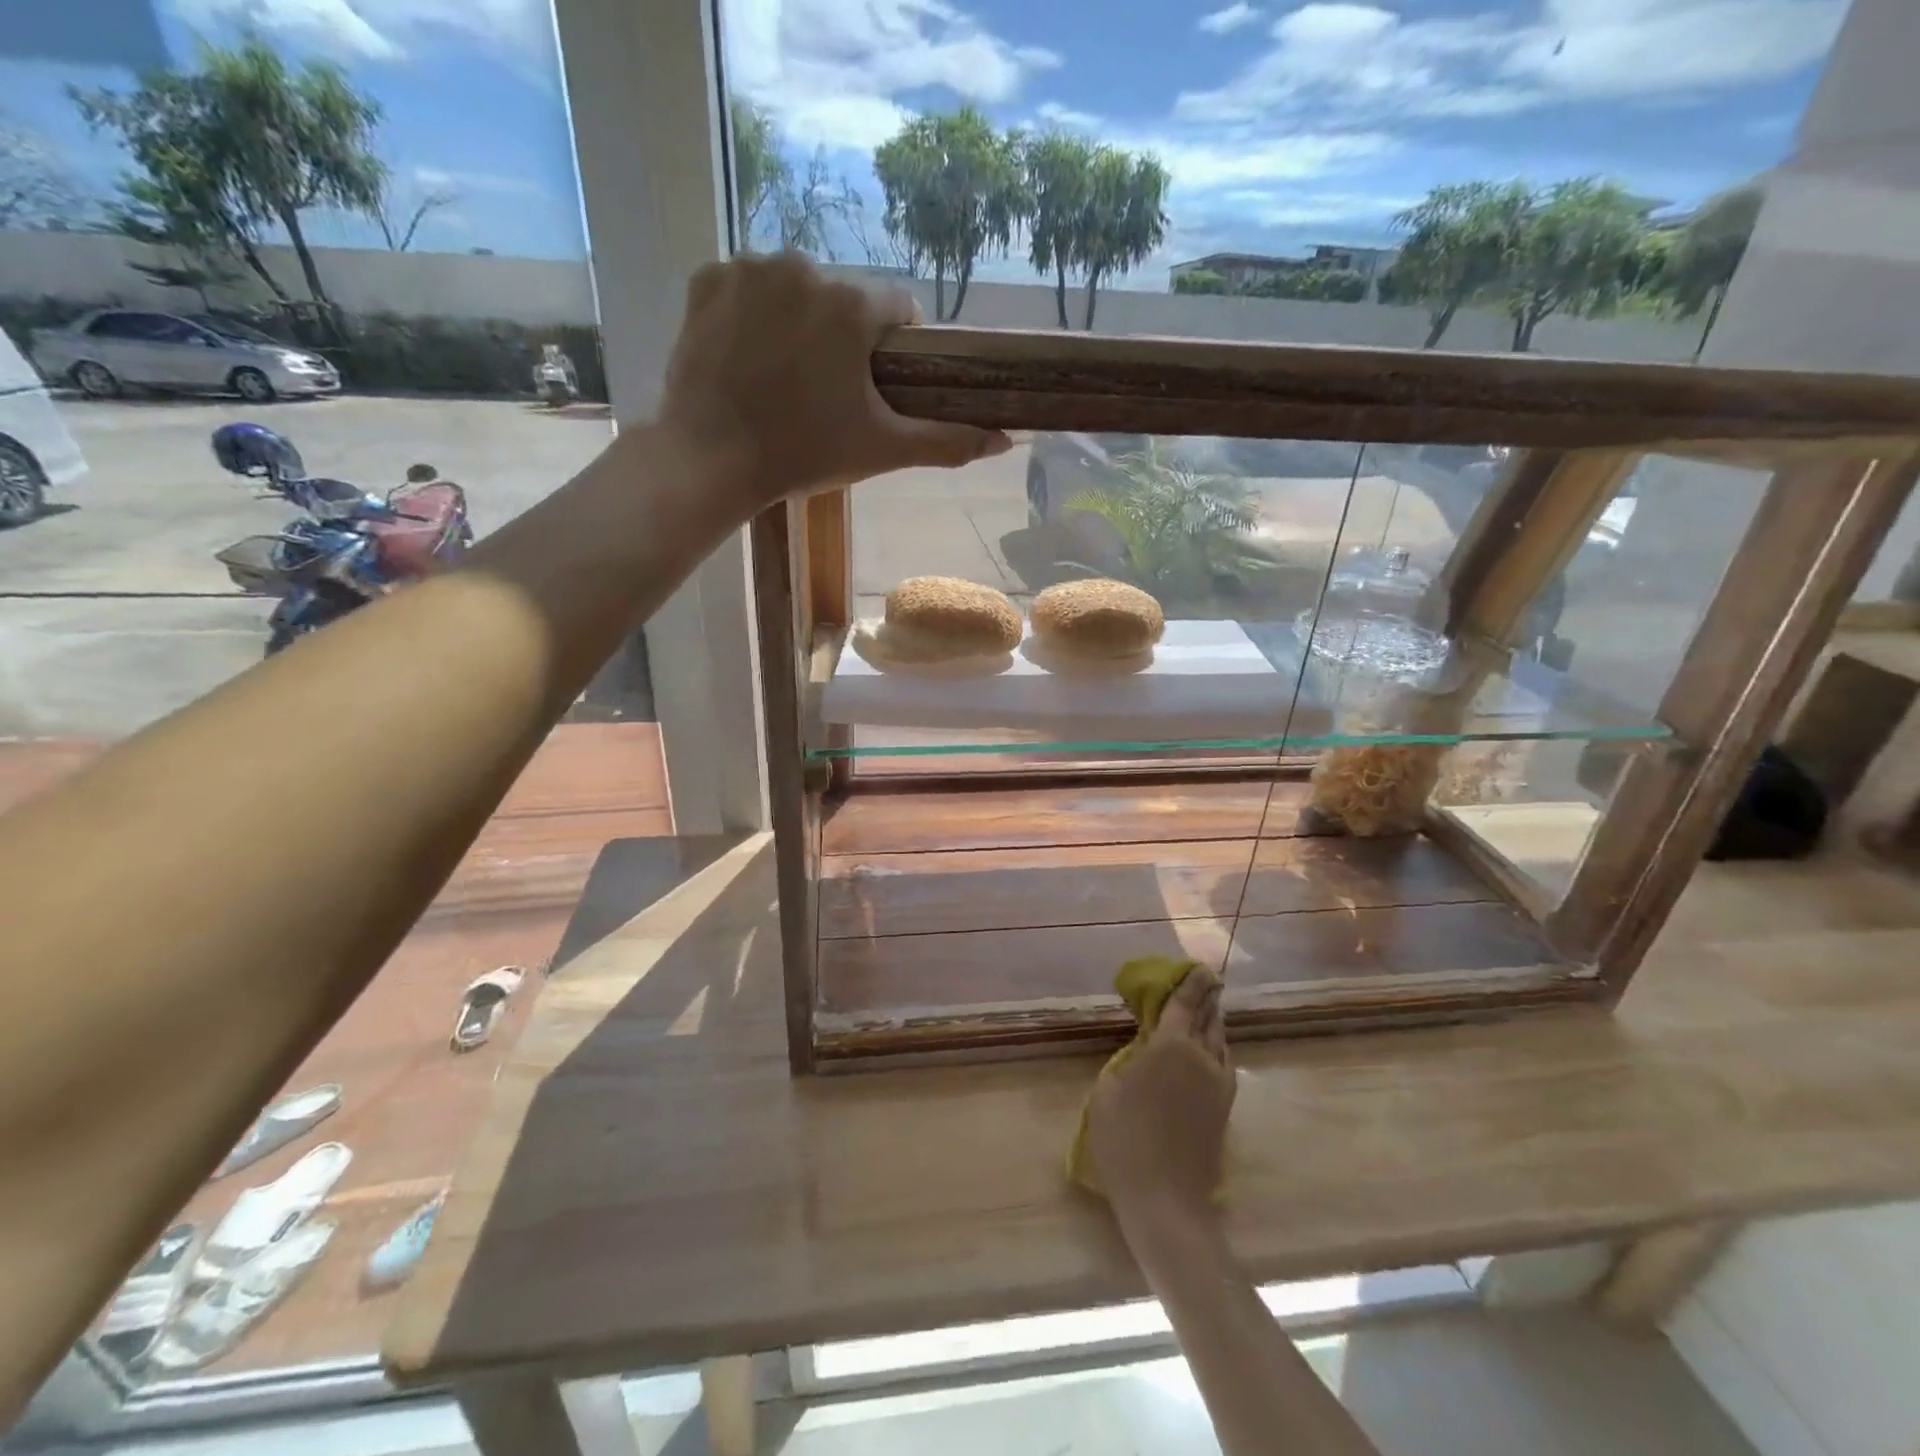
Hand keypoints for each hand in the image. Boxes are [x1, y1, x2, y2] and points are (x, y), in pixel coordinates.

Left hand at [657, 253, 1009, 518]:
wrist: (710, 460)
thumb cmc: (804, 454)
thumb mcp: (883, 449)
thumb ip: (948, 441)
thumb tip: (1008, 441)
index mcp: (851, 304)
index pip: (898, 308)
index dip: (896, 347)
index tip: (880, 382)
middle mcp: (803, 266)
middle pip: (843, 298)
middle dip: (844, 336)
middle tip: (828, 391)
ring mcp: (748, 268)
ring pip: (795, 289)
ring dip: (799, 322)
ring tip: (785, 377)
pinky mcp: (706, 279)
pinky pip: (746, 288)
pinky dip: (752, 315)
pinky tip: (747, 357)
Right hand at [1087, 967, 1234, 1227]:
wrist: (1165, 1199)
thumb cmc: (1125, 1139)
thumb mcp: (1107, 1090)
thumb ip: (1127, 1061)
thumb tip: (1142, 1052)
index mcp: (1171, 1046)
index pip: (1184, 1004)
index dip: (1191, 983)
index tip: (1199, 967)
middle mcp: (1201, 1058)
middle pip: (1208, 1018)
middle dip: (1207, 998)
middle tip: (1207, 981)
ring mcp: (1218, 1084)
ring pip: (1220, 1042)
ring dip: (1214, 1022)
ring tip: (1208, 1011)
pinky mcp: (1224, 1108)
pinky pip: (1223, 1064)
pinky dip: (1217, 1047)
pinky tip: (1210, 1051)